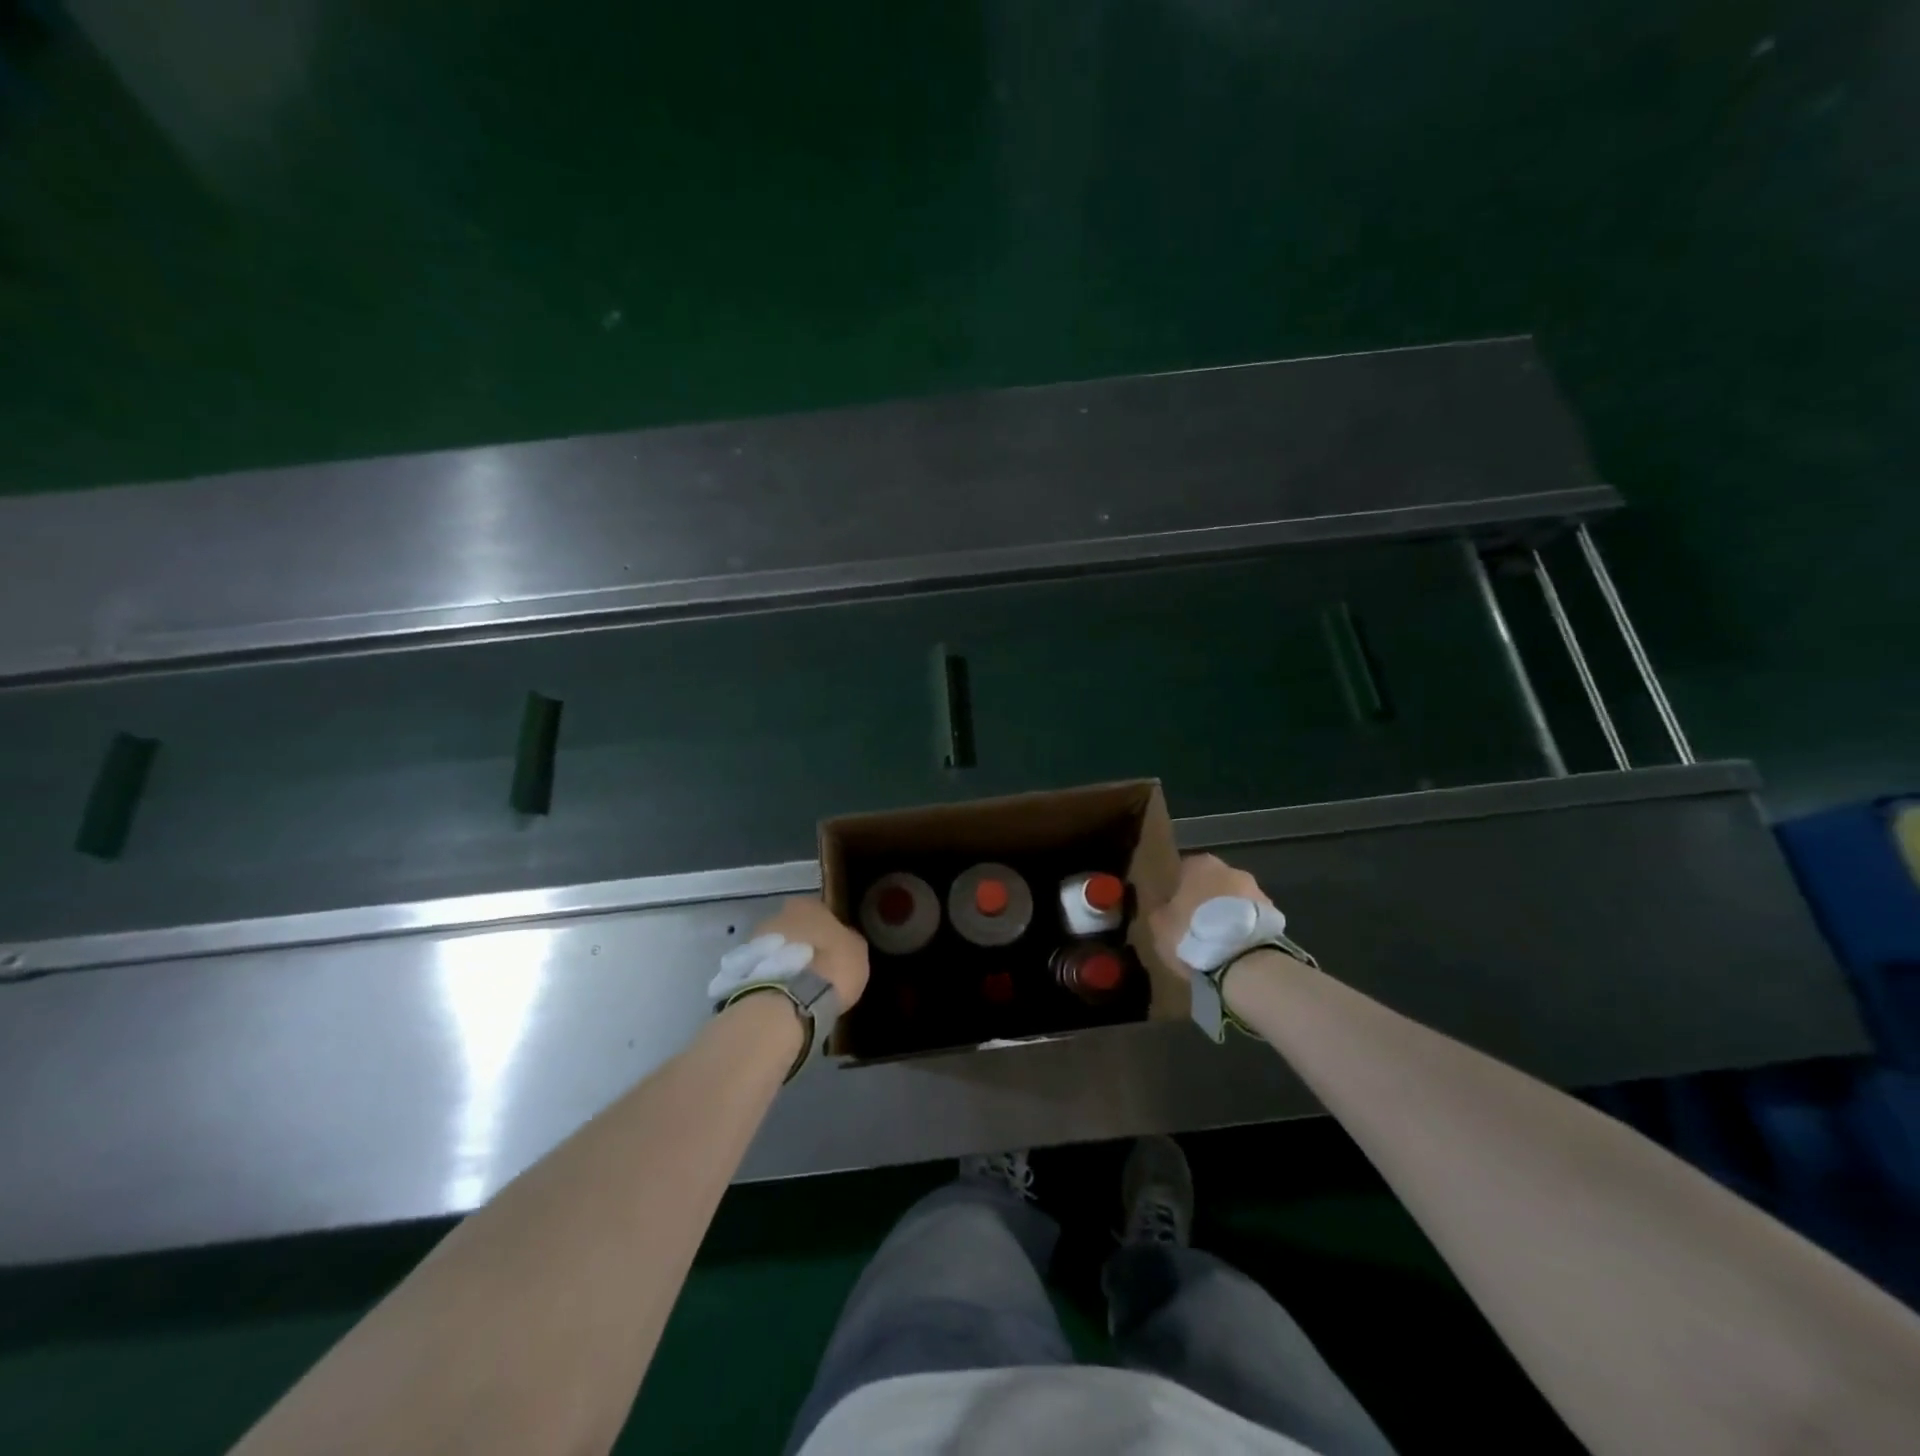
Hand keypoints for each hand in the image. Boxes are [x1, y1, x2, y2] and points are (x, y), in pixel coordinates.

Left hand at [749, 898, 869, 1009]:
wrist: (787, 1000)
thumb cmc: (829, 967)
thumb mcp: (857, 951)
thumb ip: (848, 939)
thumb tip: (844, 940)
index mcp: (807, 904)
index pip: (820, 912)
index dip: (827, 931)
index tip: (833, 950)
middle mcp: (777, 914)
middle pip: (793, 928)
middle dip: (801, 945)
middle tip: (815, 970)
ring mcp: (754, 940)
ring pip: (775, 949)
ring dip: (783, 962)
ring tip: (797, 988)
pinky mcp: (740, 969)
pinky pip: (762, 970)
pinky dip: (771, 979)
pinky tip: (782, 996)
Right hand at [1149, 854, 1273, 980]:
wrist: (1244, 959)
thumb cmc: (1193, 933)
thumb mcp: (1159, 925)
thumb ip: (1160, 911)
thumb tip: (1164, 909)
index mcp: (1201, 865)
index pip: (1184, 870)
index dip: (1178, 891)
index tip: (1174, 910)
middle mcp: (1231, 870)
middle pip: (1213, 883)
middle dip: (1206, 901)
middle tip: (1195, 927)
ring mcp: (1257, 891)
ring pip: (1235, 901)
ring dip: (1227, 916)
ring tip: (1218, 943)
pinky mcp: (1275, 916)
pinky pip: (1251, 920)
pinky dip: (1244, 930)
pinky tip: (1235, 951)